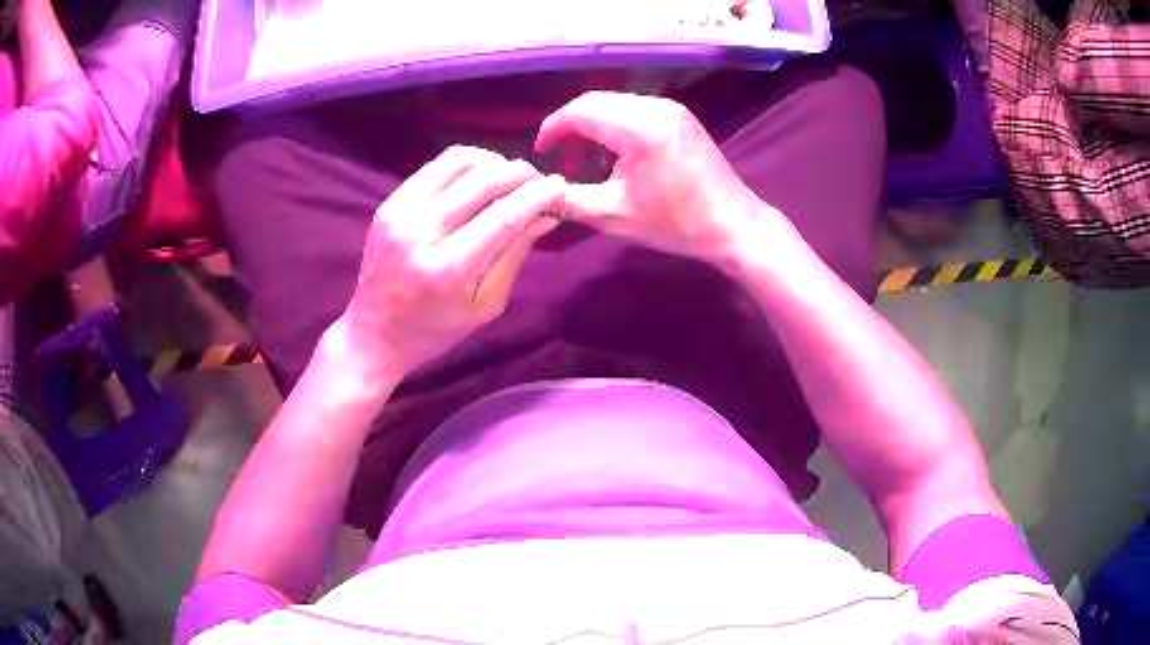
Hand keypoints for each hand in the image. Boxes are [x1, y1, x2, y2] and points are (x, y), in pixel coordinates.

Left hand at [336, 146, 564, 382]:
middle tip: (539, 182)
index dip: (538, 195)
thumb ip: (516, 254)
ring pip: (459, 161)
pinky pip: (436, 166)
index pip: (503, 216)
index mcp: (448, 270)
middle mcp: (420, 233)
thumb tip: (547, 213)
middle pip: (483, 181)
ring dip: (494, 162)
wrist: (374, 333)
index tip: (561, 185)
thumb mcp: (485, 305)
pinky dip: (467, 165)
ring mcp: (399, 212)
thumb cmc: (436, 330)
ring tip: (510, 178)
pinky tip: (479, 178)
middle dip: (521, 174)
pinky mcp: (389, 203)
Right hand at [535, 91, 768, 262]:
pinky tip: (614, 153)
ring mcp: (671, 108)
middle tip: (561, 158)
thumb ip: (568, 198)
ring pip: (615, 104)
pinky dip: (615, 125)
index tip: (540, 151)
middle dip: (571, 126)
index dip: (552, 128)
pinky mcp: (680, 116)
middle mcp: (654, 107)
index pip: (580, 111)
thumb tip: (539, 189)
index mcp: (639, 128)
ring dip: (593, 125)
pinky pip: (634, 109)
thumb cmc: (675, 224)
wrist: (733, 225)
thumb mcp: (613, 216)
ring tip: (586, 159)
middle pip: (596, 102)